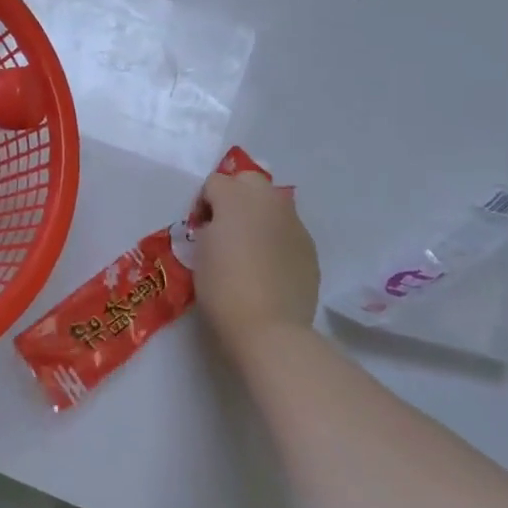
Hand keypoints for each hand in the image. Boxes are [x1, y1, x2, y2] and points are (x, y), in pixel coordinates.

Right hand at [192, 170, 320, 361]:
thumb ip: (210, 228)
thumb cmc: (223, 288)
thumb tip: (219, 227)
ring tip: (250, 246)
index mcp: (235, 197)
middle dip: (235, 195)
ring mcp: (293, 222)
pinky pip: (288, 230)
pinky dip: (276, 238)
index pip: (214, 182)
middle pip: (249, 180)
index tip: (199, 229)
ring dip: (258, 215)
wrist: (269, 327)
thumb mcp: (200, 252)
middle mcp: (267, 200)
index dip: (203, 203)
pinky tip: (270, 266)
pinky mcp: (309, 245)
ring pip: (272, 204)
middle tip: (226, 227)